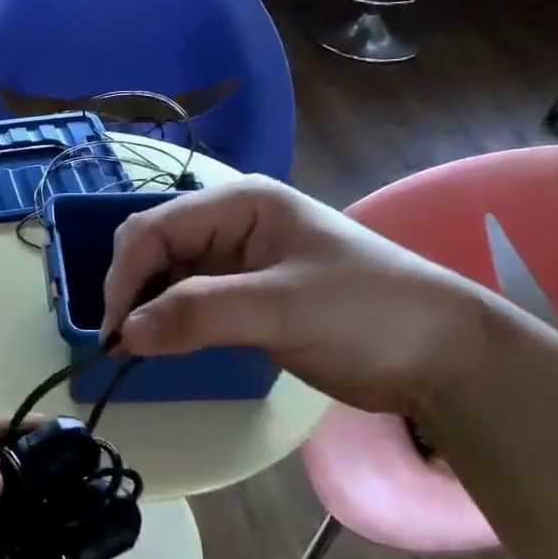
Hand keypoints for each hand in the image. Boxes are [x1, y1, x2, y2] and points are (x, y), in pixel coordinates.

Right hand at [100, 176, 496, 416]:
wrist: (442, 355)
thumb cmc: (368, 313)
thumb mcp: (283, 308)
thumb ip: (200, 315)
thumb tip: (123, 335)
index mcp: (239, 203)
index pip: (155, 228)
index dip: (124, 275)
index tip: (115, 332)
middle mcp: (229, 223)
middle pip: (153, 248)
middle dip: (131, 291)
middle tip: (123, 345)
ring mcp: (235, 260)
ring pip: (165, 276)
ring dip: (145, 308)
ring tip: (136, 350)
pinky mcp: (242, 295)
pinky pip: (186, 301)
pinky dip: (167, 322)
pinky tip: (162, 346)